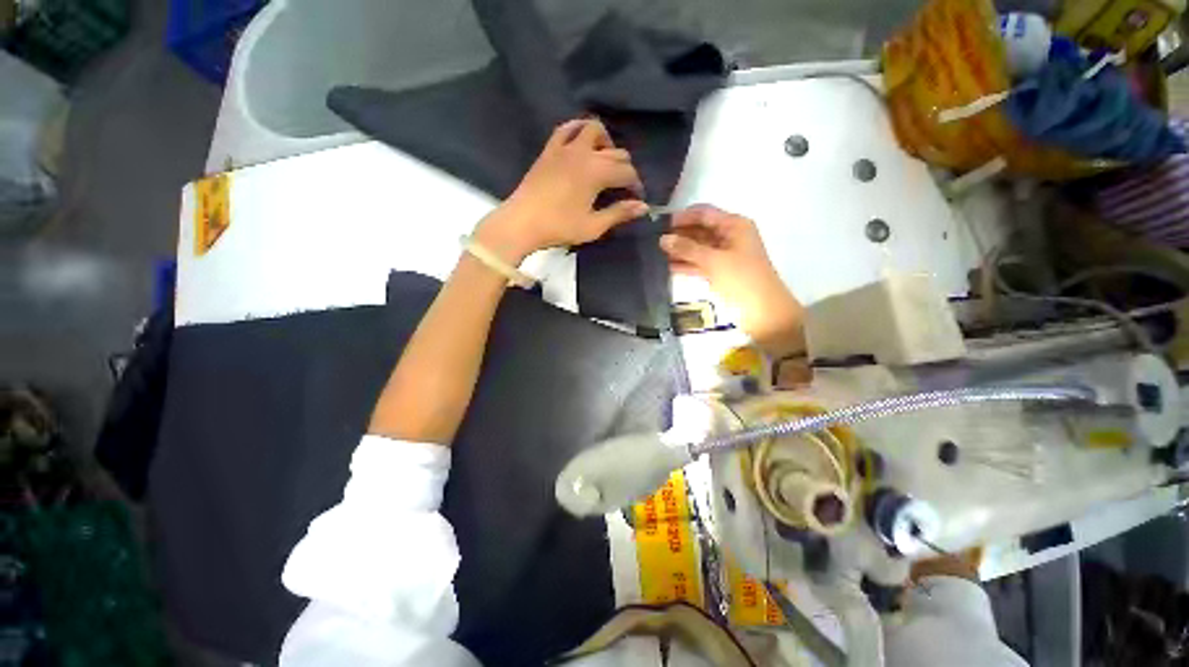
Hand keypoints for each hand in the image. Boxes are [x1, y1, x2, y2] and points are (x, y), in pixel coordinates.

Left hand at [475, 119, 647, 263]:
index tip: (636, 199)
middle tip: (623, 187)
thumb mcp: (593, 226)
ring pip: (593, 128)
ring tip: (605, 159)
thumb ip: (619, 213)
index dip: (636, 186)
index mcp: (597, 172)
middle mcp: (585, 153)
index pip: (627, 173)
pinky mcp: (550, 149)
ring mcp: (565, 147)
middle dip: (625, 168)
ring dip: (605, 141)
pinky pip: (567, 128)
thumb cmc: (559, 227)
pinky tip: (581, 142)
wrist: (522, 222)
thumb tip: (643, 206)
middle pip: (615, 152)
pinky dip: (579, 129)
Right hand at [659, 205, 805, 357]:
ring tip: (655, 253)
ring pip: (698, 248)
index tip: (658, 224)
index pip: (704, 213)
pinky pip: (699, 263)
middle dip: (678, 234)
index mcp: (734, 226)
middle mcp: (729, 237)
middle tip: (652, 240)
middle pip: (699, 230)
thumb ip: (687, 249)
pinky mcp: (720, 272)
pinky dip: (686, 264)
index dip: (682, 217)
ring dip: (680, 250)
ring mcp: (724, 255)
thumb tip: (662, 239)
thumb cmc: (742, 280)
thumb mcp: (714, 261)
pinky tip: (667, 267)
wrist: (764, 314)